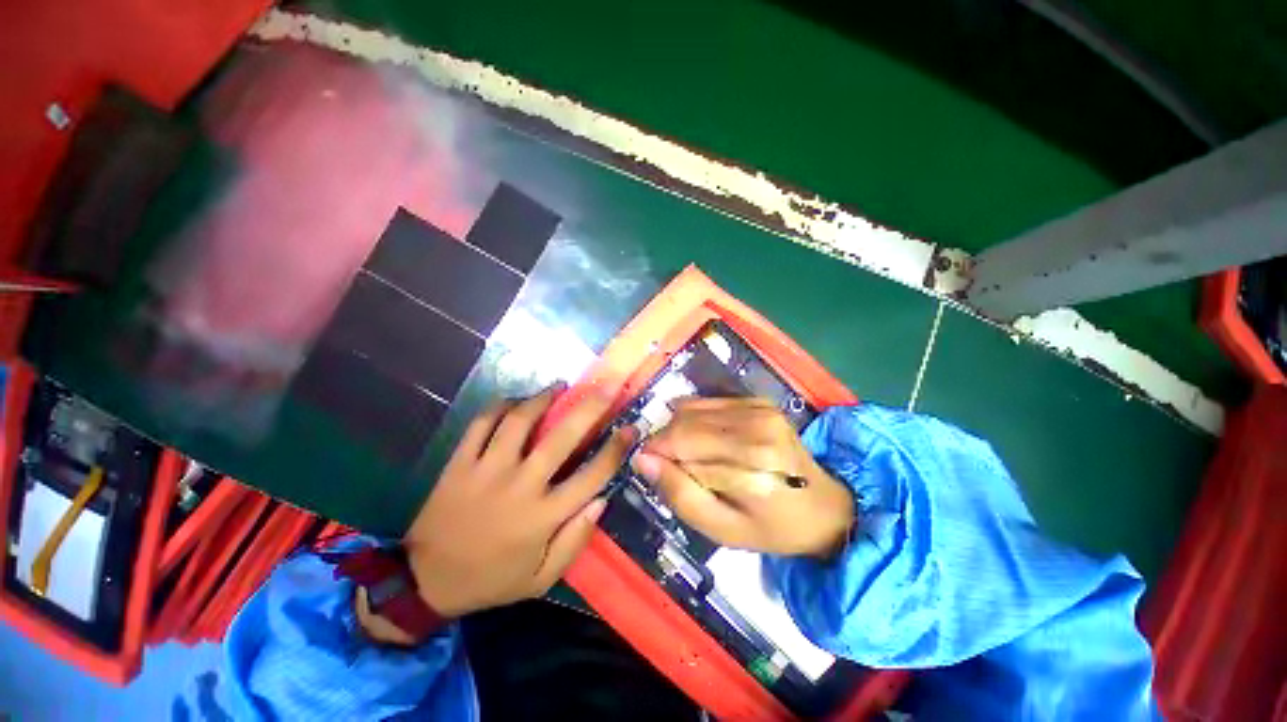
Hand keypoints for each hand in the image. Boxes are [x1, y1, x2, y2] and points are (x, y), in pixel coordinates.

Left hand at [402, 385, 633, 616]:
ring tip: (559, 387)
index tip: (631, 428)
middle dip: (590, 407)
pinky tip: (514, 401)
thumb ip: (575, 540)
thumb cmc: (491, 579)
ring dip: (542, 398)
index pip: (591, 476)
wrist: (425, 581)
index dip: (615, 449)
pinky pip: (481, 423)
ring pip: (519, 421)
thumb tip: (602, 499)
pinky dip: (500, 406)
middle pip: (562, 437)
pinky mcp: (460, 463)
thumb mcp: (541, 579)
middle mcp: (520, 486)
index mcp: (543, 516)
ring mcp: (487, 470)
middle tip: (606, 385)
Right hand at [632, 397, 853, 558]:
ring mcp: (760, 408)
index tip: (654, 470)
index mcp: (752, 465)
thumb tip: (643, 459)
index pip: (681, 443)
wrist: (821, 506)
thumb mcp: (721, 529)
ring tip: (691, 457)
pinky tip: (705, 439)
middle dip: (666, 442)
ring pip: (692, 409)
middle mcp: (757, 427)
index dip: (658, 454)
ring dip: (680, 431)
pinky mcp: (758, 401)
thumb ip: (679, 495)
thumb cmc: (770, 527)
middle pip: (685, 422)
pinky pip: (707, 402)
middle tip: (673, 468)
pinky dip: (695, 419)